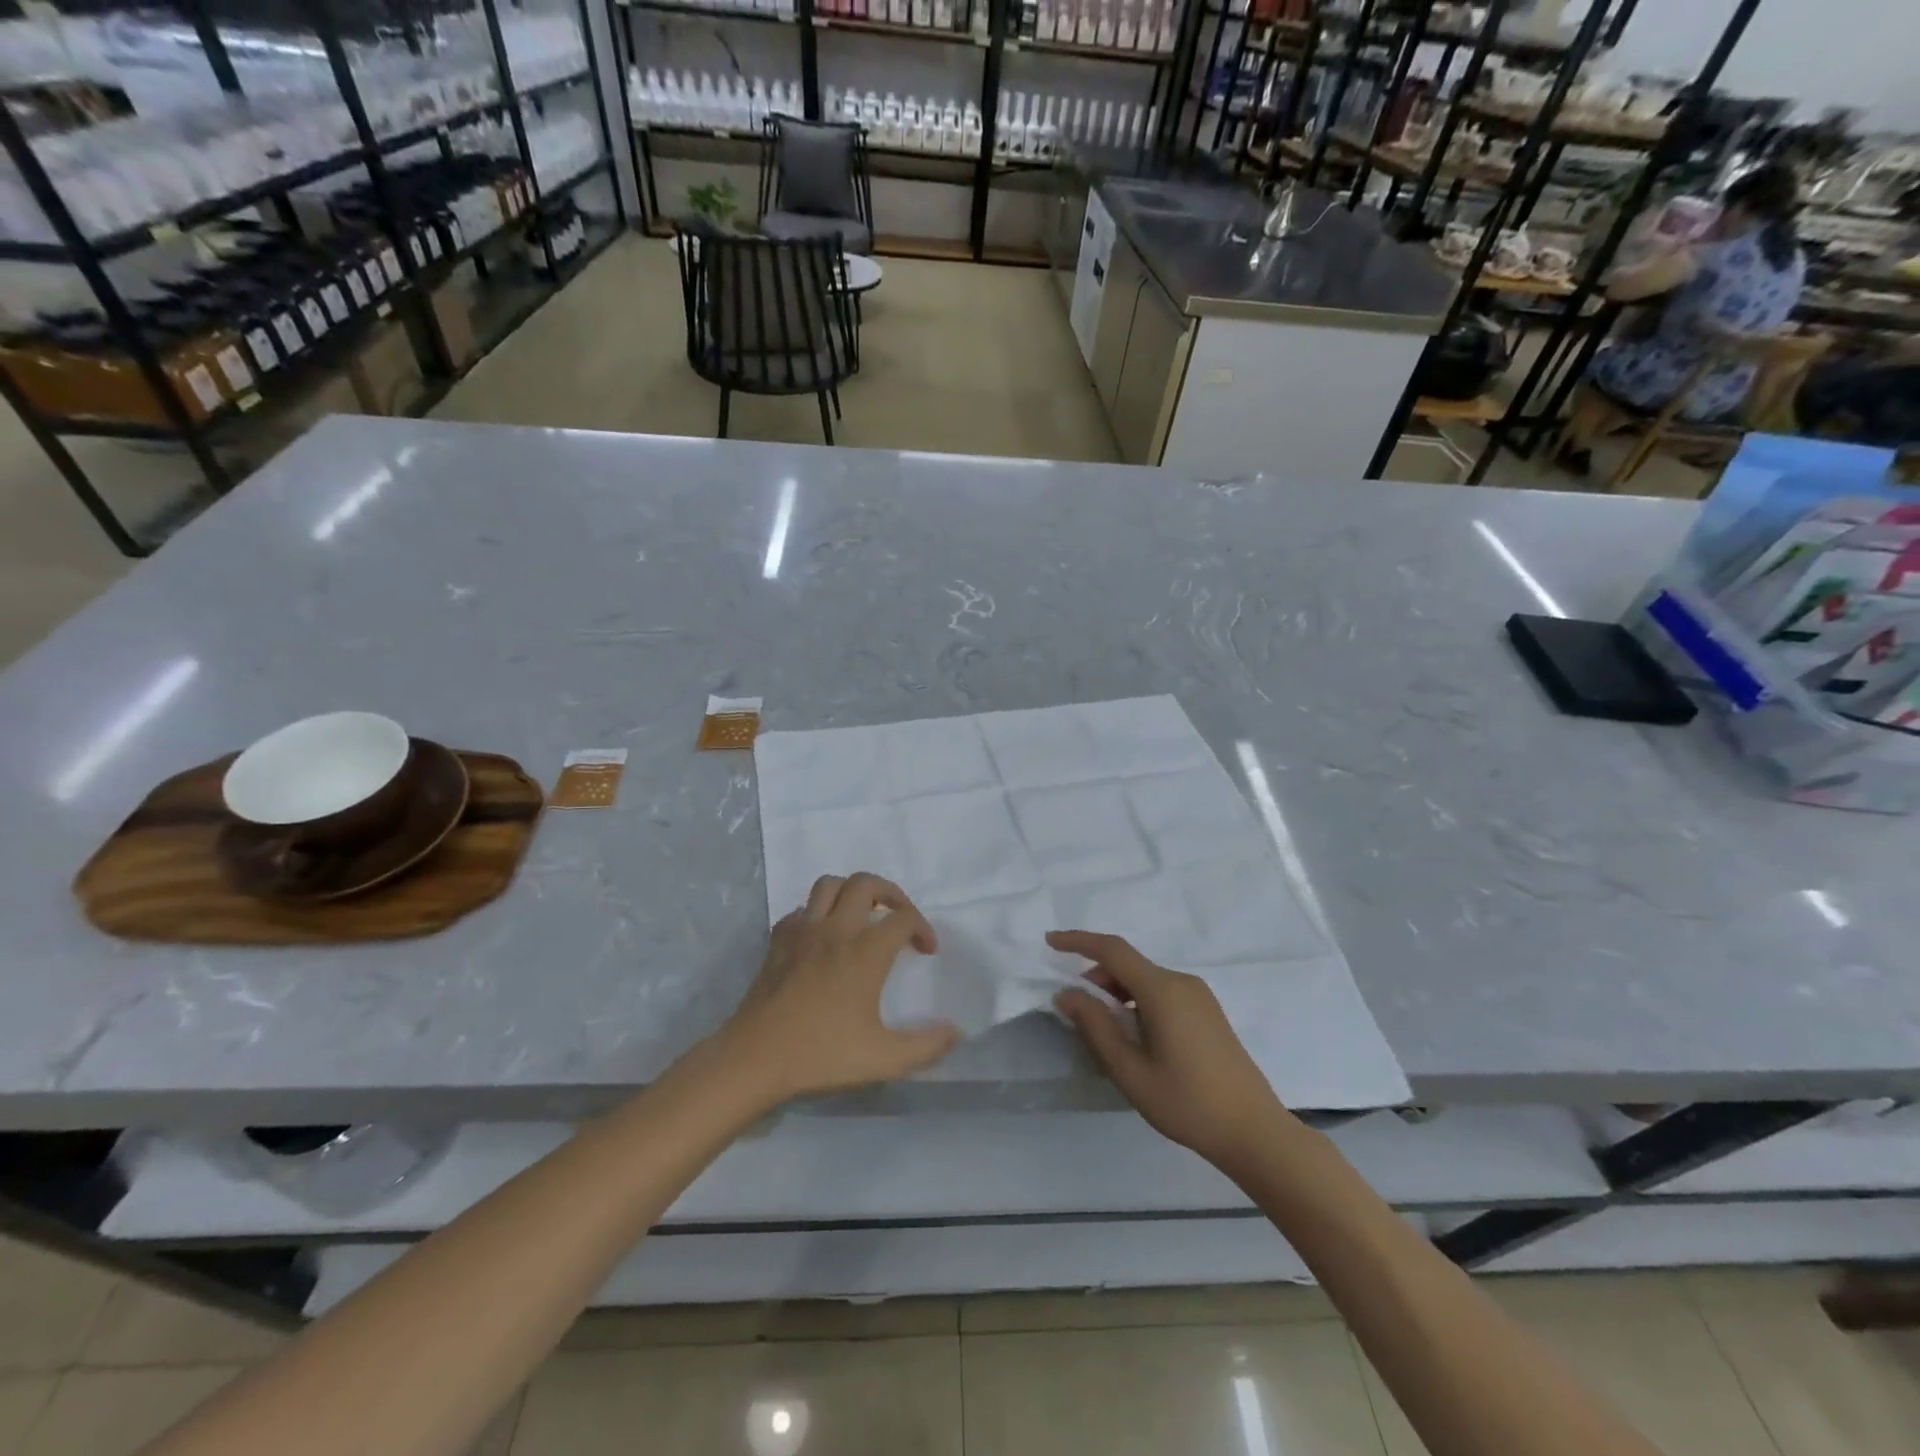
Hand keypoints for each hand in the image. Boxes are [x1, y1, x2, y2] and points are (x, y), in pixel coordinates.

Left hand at [720, 873, 959, 1103]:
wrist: (755, 1058)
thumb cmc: (821, 1055)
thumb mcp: (883, 1059)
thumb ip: (926, 1046)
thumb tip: (956, 1032)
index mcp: (865, 952)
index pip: (904, 918)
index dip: (923, 928)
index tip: (927, 951)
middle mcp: (836, 930)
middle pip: (866, 883)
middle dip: (890, 892)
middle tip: (899, 917)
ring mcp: (803, 931)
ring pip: (829, 885)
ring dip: (851, 892)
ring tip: (862, 915)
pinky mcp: (778, 940)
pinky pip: (802, 909)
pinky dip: (818, 913)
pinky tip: (823, 937)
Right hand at [1050, 930, 1286, 1173]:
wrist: (1254, 1132)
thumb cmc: (1188, 1103)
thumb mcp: (1130, 1070)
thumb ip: (1096, 1026)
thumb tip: (1066, 993)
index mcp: (1162, 990)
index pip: (1112, 950)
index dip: (1077, 941)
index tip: (1049, 942)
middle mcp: (1181, 982)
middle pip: (1128, 965)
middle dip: (1096, 978)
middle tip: (1076, 1013)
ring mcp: (1199, 996)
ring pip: (1145, 980)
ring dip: (1117, 993)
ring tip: (1105, 1034)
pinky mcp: (1207, 1012)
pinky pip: (1162, 993)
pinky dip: (1137, 1002)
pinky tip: (1135, 1039)